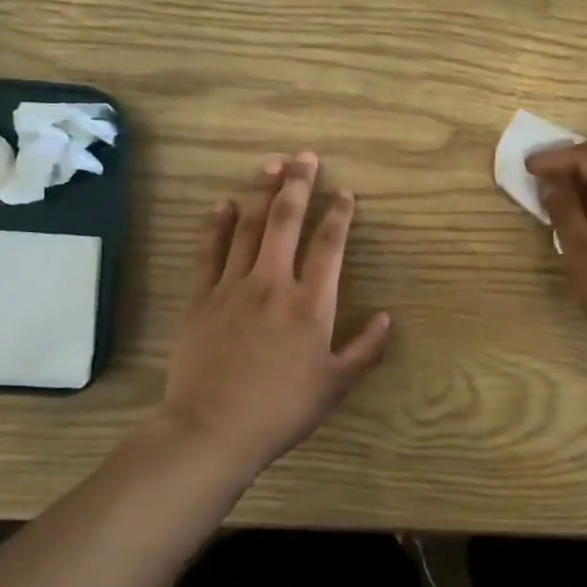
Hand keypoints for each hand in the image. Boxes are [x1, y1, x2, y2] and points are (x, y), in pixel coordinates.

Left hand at [164, 152, 391, 475]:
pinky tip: (223, 205)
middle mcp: (273, 282)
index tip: (344, 193)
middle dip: (298, 184)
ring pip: (249, 227)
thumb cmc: (282, 408)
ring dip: (261, 193)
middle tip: (304, 157)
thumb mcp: (336, 384)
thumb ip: (365, 349)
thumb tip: (386, 318)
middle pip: (286, 221)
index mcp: (311, 302)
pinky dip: (216, 225)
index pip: (329, 244)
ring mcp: (232, 286)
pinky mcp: (200, 297)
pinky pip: (208, 252)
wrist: (213, 429)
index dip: (339, 214)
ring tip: (271, 166)